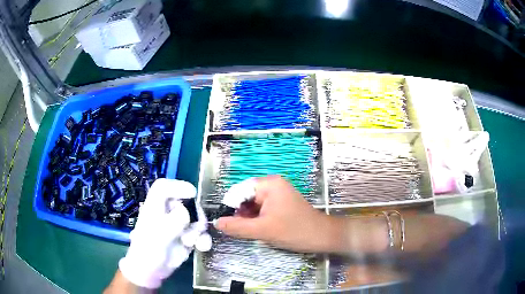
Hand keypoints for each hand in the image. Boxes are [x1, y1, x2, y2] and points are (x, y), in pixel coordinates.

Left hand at [118, 179, 210, 288]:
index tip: (192, 194)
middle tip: (195, 227)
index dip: (177, 186)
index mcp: (154, 207)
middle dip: (195, 214)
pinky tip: (202, 247)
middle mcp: (166, 213)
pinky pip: (200, 233)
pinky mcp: (186, 237)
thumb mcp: (158, 237)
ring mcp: (177, 225)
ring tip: (192, 243)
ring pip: (196, 218)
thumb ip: (172, 223)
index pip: (163, 188)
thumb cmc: (148, 252)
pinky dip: (203, 239)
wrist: (151, 272)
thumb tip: (186, 211)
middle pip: (185, 202)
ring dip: (199, 230)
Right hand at [215, 175, 335, 252]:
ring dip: (248, 218)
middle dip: (240, 213)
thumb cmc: (294, 230)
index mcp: (268, 184)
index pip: (239, 191)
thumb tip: (217, 223)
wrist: (322, 236)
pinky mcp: (280, 204)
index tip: (228, 223)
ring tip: (252, 231)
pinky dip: (256, 219)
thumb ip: (237, 226)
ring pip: (252, 205)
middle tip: (241, 230)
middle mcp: (272, 185)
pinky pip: (261, 209)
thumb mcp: (263, 230)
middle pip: (245, 197)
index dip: (231, 206)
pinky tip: (259, 229)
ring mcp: (277, 194)